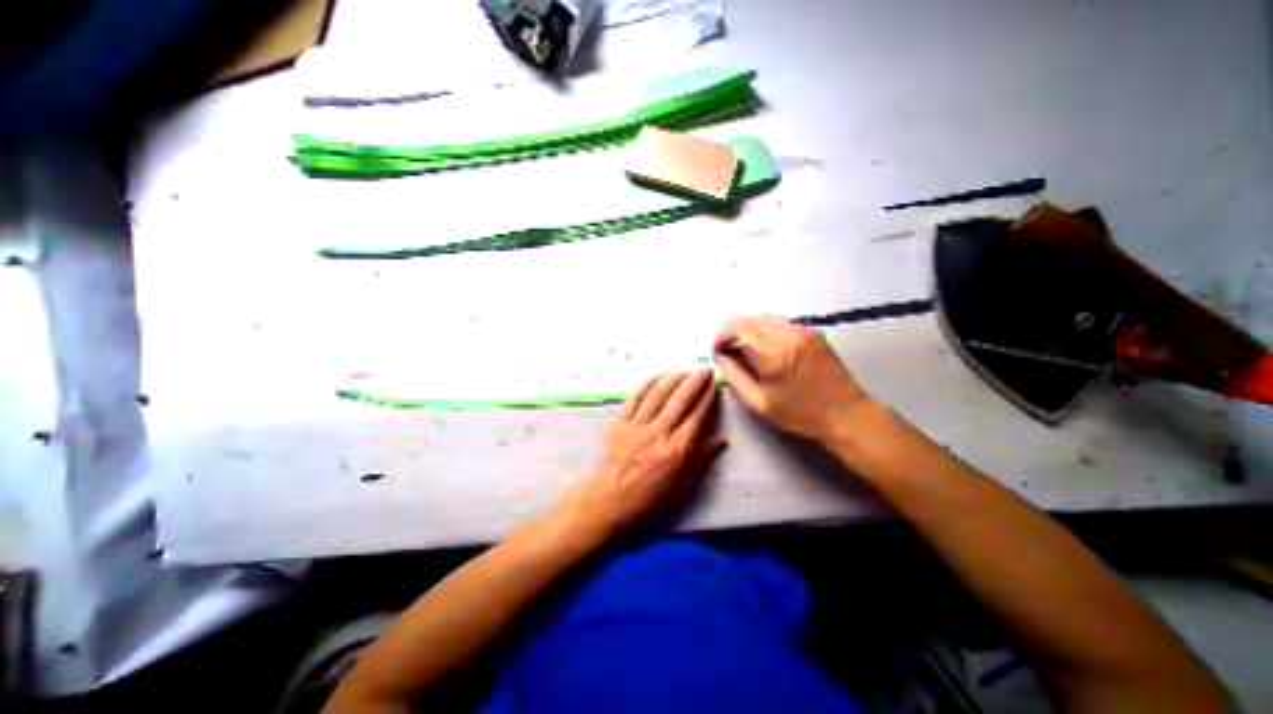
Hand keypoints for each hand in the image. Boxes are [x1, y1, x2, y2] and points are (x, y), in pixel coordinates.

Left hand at [566, 371, 723, 532]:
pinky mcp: (618, 422)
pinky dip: (646, 384)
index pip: (697, 417)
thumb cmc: (647, 500)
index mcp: (676, 451)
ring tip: (684, 371)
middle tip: (704, 369)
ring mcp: (636, 426)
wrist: (606, 501)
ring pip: (658, 395)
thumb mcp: (681, 488)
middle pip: (680, 401)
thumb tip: (721, 439)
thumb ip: (701, 461)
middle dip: (695, 382)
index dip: (707, 398)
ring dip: (673, 379)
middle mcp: (657, 433)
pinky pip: (634, 398)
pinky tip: (656, 376)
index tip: (714, 384)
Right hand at [711, 315, 871, 440]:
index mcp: (773, 354)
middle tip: (728, 353)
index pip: (736, 329)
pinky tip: (766, 348)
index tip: (718, 353)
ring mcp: (802, 329)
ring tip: (746, 351)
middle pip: (747, 320)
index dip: (721, 338)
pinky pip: (779, 322)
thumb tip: (721, 358)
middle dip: (731, 333)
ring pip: (762, 318)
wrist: (845, 413)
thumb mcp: (759, 403)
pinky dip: (764, 330)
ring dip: (748, 330)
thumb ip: (733, 377)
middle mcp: (787, 334)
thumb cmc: (800, 414)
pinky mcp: (811, 331)